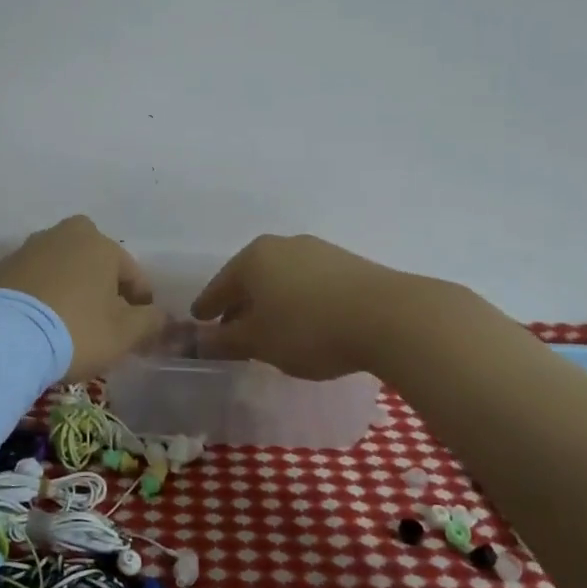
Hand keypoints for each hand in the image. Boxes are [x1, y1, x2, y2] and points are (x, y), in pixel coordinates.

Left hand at [0, 216, 164, 381]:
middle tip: (104, 318)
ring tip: (70, 322)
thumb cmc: (76, 330)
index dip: (140, 301)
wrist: (2, 339)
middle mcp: (63, 236)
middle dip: (102, 285)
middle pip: (93, 262)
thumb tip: (160, 316)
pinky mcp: (0, 270)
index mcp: (99, 243)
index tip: (140, 326)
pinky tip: (41, 323)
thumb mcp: (124, 333)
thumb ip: (150, 321)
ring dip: (70, 288)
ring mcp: (27, 250)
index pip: (132, 273)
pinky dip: (42, 296)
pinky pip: (33, 282)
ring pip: (61, 268)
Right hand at [191, 234, 409, 379]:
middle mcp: (283, 245)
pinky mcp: (348, 264)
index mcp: (253, 258)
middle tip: (232, 330)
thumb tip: (197, 341)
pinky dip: (298, 301)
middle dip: (240, 305)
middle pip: (251, 279)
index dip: (207, 308)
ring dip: (271, 303)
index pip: (219, 286)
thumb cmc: (308, 329)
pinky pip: (309, 283)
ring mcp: (318, 251)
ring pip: (281, 279)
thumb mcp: (259, 342)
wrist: (389, 317)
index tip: (199, 322)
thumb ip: (225, 341)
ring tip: (272, 330)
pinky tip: (306, 322)